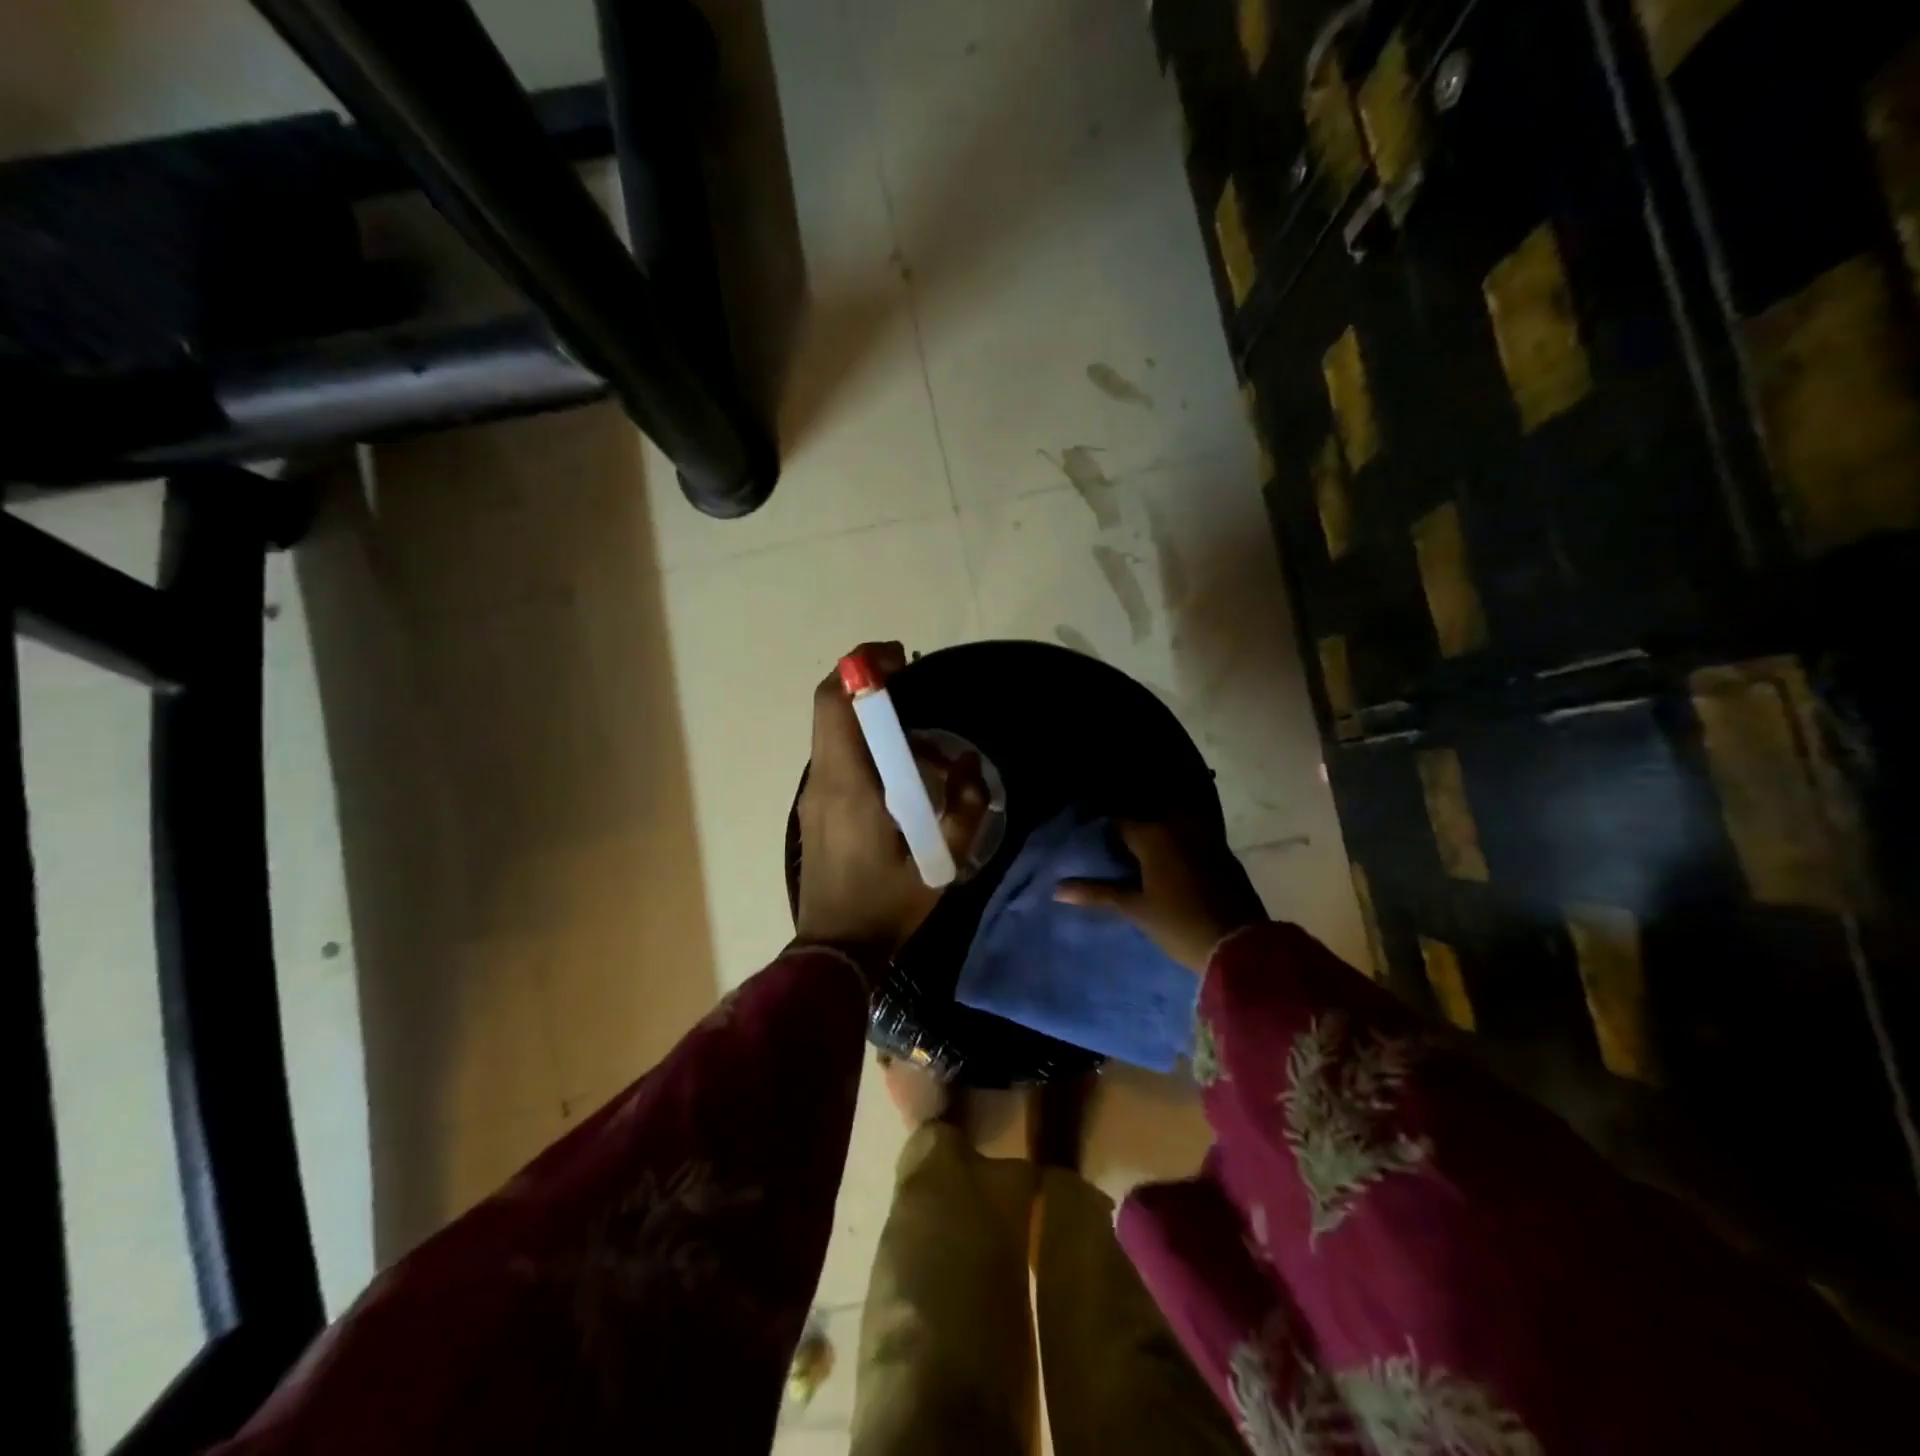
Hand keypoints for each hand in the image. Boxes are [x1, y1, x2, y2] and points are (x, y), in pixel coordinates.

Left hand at [795, 642, 985, 960]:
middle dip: (869, 687)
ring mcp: (814, 795)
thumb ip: (964, 807)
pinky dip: (864, 747)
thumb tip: (968, 763)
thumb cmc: (887, 903)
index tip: (900, 661)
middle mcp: (823, 780)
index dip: (862, 668)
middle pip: (831, 709)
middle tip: (916, 691)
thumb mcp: (940, 860)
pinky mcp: (816, 810)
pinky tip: (901, 776)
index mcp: (849, 783)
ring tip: (922, 743)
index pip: (836, 703)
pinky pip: (837, 759)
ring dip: (871, 721)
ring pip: (834, 734)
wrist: (835, 949)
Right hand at [1054, 819, 1265, 973]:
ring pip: (1172, 829)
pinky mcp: (1224, 851)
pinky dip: (1180, 849)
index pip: (1119, 824)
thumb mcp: (1135, 908)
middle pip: (1147, 823)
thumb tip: (1057, 889)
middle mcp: (1180, 824)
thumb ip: (1097, 893)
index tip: (1098, 853)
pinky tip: (1173, 871)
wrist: (1240, 945)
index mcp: (1154, 833)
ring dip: (1158, 842)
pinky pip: (1192, 840)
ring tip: (1144, 866)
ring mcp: (1206, 835)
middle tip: (1119, 861)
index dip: (1106, 837)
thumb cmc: (1179, 924)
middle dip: (1133, 838)